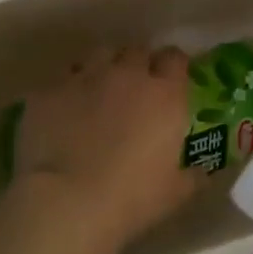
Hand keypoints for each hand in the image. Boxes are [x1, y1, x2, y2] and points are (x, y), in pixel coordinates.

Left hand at [6, 46, 200, 253]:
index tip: (171, 79)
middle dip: (138, 63)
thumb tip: (204, 172)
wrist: (66, 203)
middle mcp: (126, 75)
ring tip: (99, 89)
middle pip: (136, 50)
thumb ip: (194, 175)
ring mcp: (84, 78)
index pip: (175, 58)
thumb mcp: (176, 192)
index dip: (173, 66)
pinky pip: (62, 79)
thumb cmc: (132, 198)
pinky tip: (65, 109)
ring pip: (99, 54)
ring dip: (104, 66)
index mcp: (164, 94)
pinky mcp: (48, 91)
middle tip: (135, 87)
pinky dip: (68, 89)